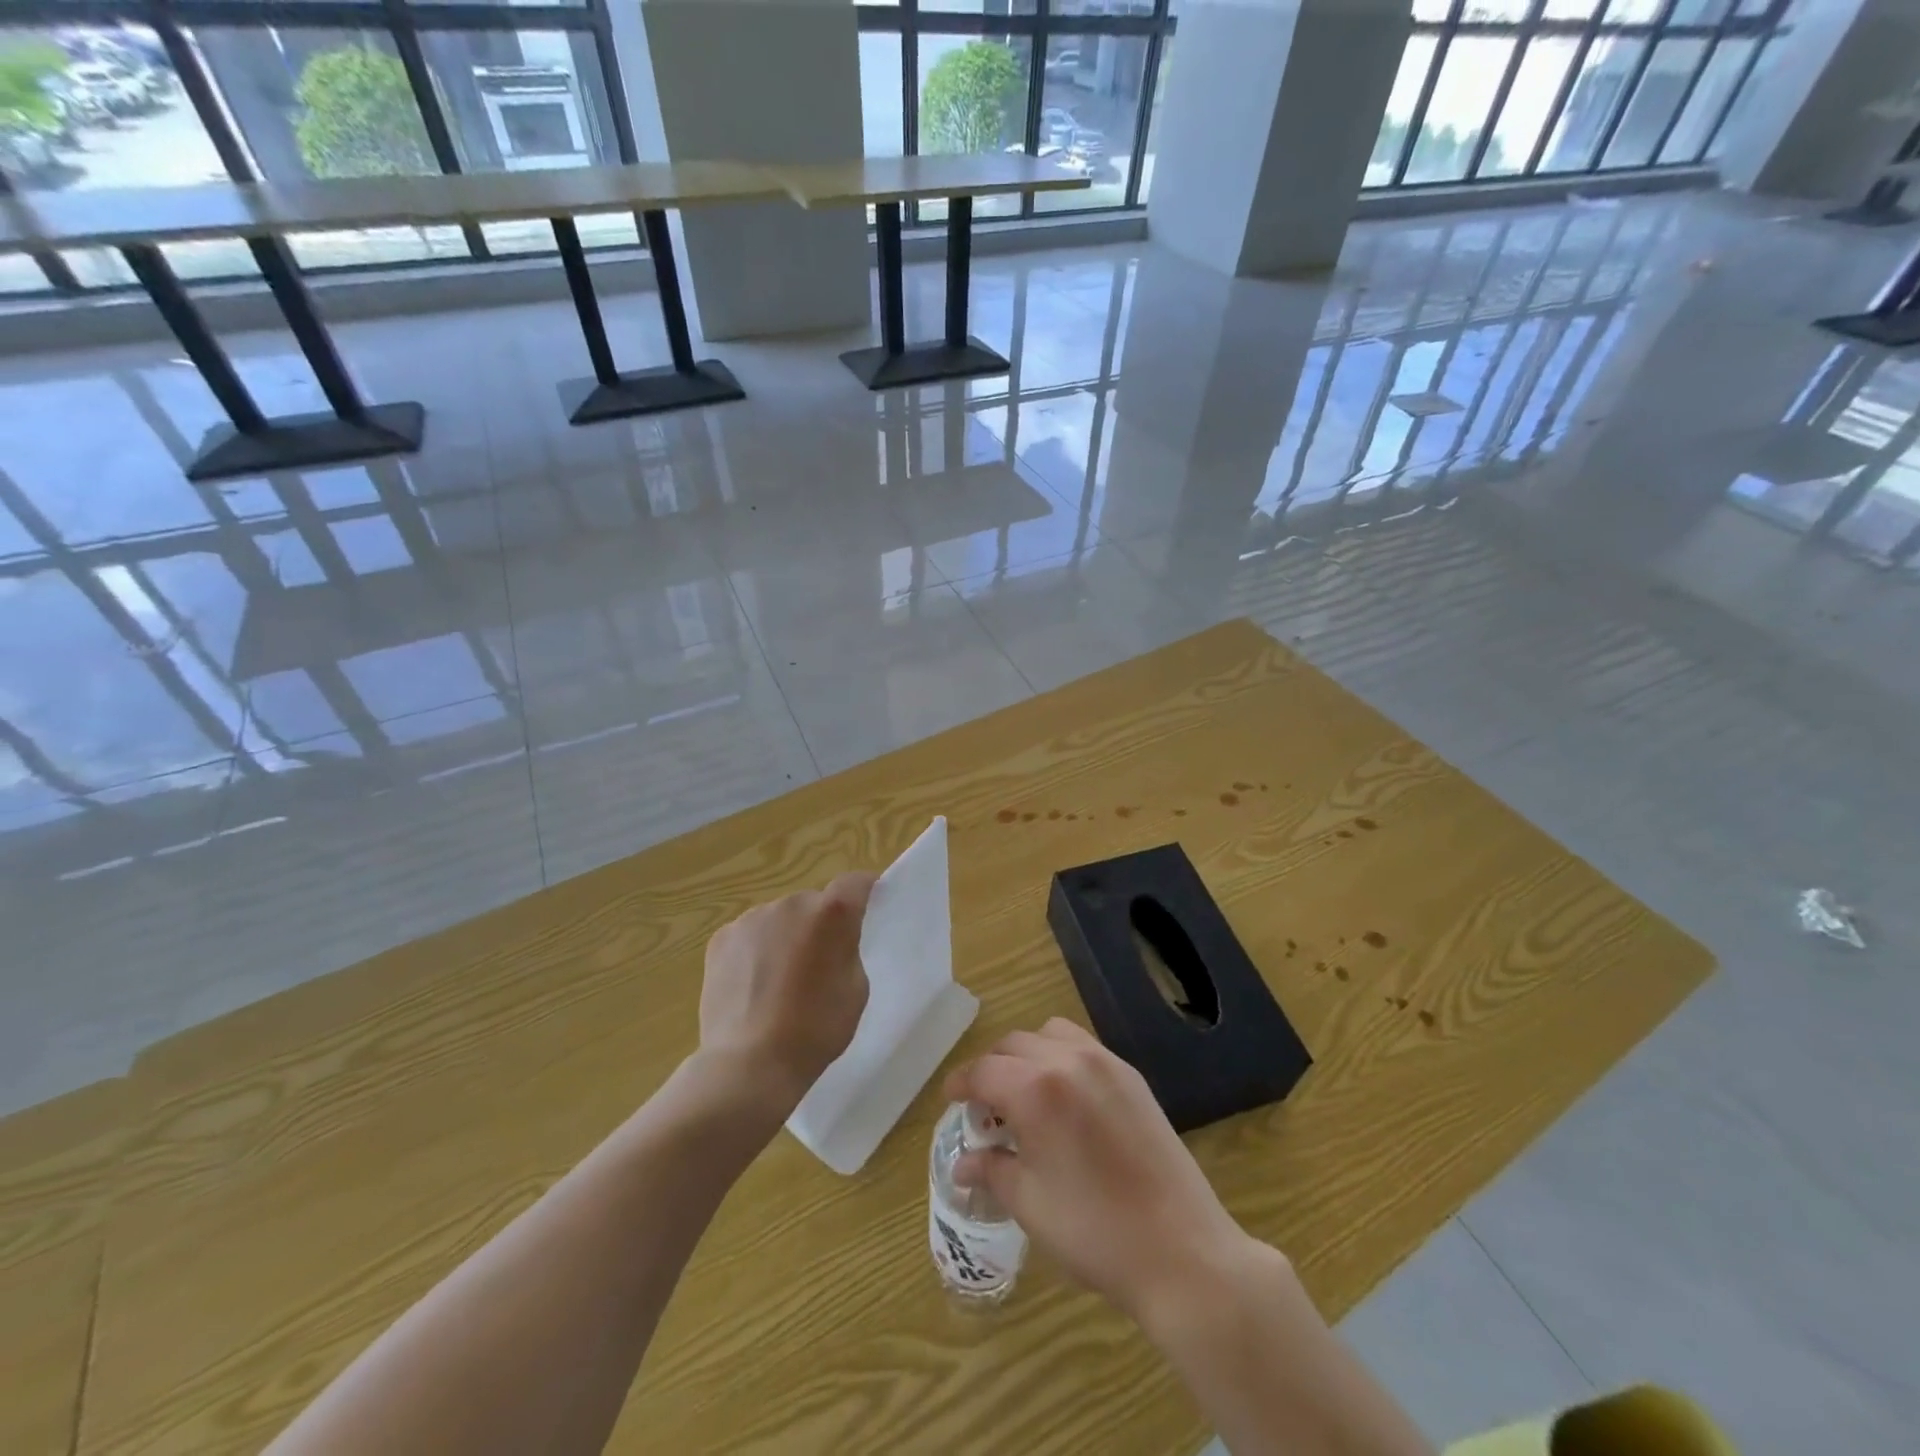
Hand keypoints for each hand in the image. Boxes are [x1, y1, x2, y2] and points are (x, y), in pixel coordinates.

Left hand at [698, 872, 875, 1113]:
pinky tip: (753, 986)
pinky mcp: (721, 938)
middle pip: (813, 903)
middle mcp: (791, 903)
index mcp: (831, 914)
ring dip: (785, 936)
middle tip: (818, 963)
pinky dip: (755, 951)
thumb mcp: (856, 989)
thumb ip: (848, 950)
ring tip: (780, 980)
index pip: (855, 883)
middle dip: (819, 924)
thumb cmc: (816, 1029)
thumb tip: (833, 940)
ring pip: (779, 919)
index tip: (869, 901)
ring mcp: (751, 918)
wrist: (750, 1063)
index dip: (865, 889)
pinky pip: (749, 935)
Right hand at [943, 1018, 1260, 1322]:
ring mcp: (1104, 1062)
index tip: (951, 1101)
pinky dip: (1060, 1057)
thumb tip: (962, 1163)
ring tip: (1025, 1096)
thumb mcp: (1029, 1203)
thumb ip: (992, 1169)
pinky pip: (1082, 1045)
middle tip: (985, 1108)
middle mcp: (1067, 1059)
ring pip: (1048, 1034)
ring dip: (1026, 1055)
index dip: (960, 1084)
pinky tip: (1064, 1099)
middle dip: (991, 1069)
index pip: (983, 1070)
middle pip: (1012, 1044)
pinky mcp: (1130, 1075)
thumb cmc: (1093, 1231)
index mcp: (1036, 1089)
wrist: (1180, 1249)